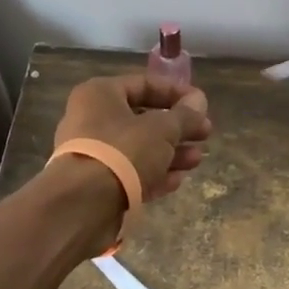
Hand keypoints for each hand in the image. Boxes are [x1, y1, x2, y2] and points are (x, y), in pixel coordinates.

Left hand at [54, 74, 211, 201]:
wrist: (83, 204)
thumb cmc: (123, 151)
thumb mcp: (162, 129)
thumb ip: (184, 115)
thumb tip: (199, 101)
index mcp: (100, 95)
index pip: (144, 84)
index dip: (177, 92)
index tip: (202, 104)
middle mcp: (92, 120)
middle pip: (143, 119)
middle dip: (177, 128)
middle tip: (205, 134)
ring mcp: (93, 154)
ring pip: (139, 148)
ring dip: (171, 153)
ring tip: (197, 159)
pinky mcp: (97, 184)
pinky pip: (131, 173)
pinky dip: (154, 174)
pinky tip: (178, 180)